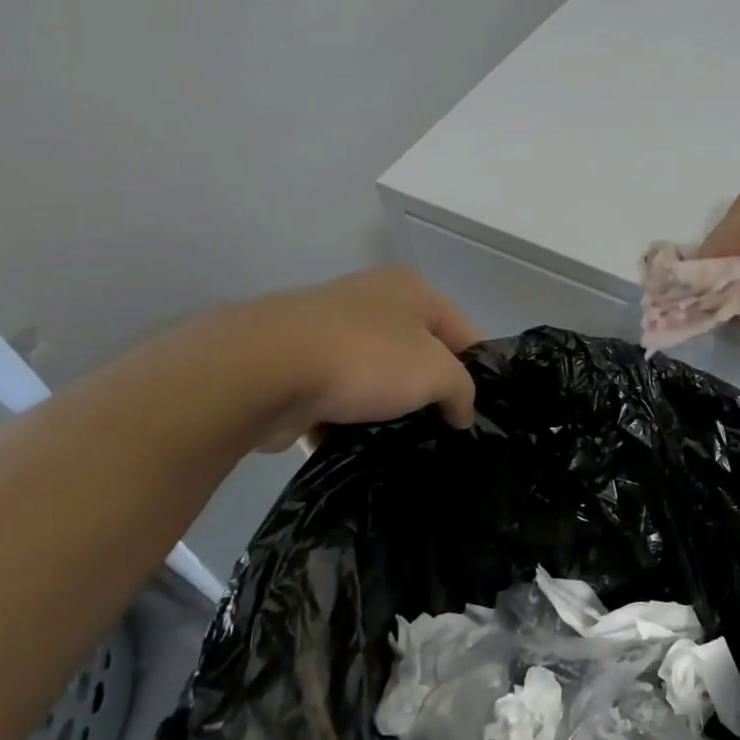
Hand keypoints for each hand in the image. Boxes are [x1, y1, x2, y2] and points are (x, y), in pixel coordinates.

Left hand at [199, 268, 481, 449]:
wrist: (263, 371)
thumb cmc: (365, 357)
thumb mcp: (436, 373)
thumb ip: (462, 390)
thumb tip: (462, 412)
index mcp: (410, 289)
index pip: (462, 330)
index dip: (475, 371)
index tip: (475, 412)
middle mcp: (371, 302)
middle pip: (417, 354)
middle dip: (428, 393)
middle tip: (442, 433)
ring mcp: (329, 333)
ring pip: (375, 380)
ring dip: (386, 412)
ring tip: (402, 447)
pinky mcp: (295, 367)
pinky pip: (336, 400)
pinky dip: (346, 424)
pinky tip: (358, 451)